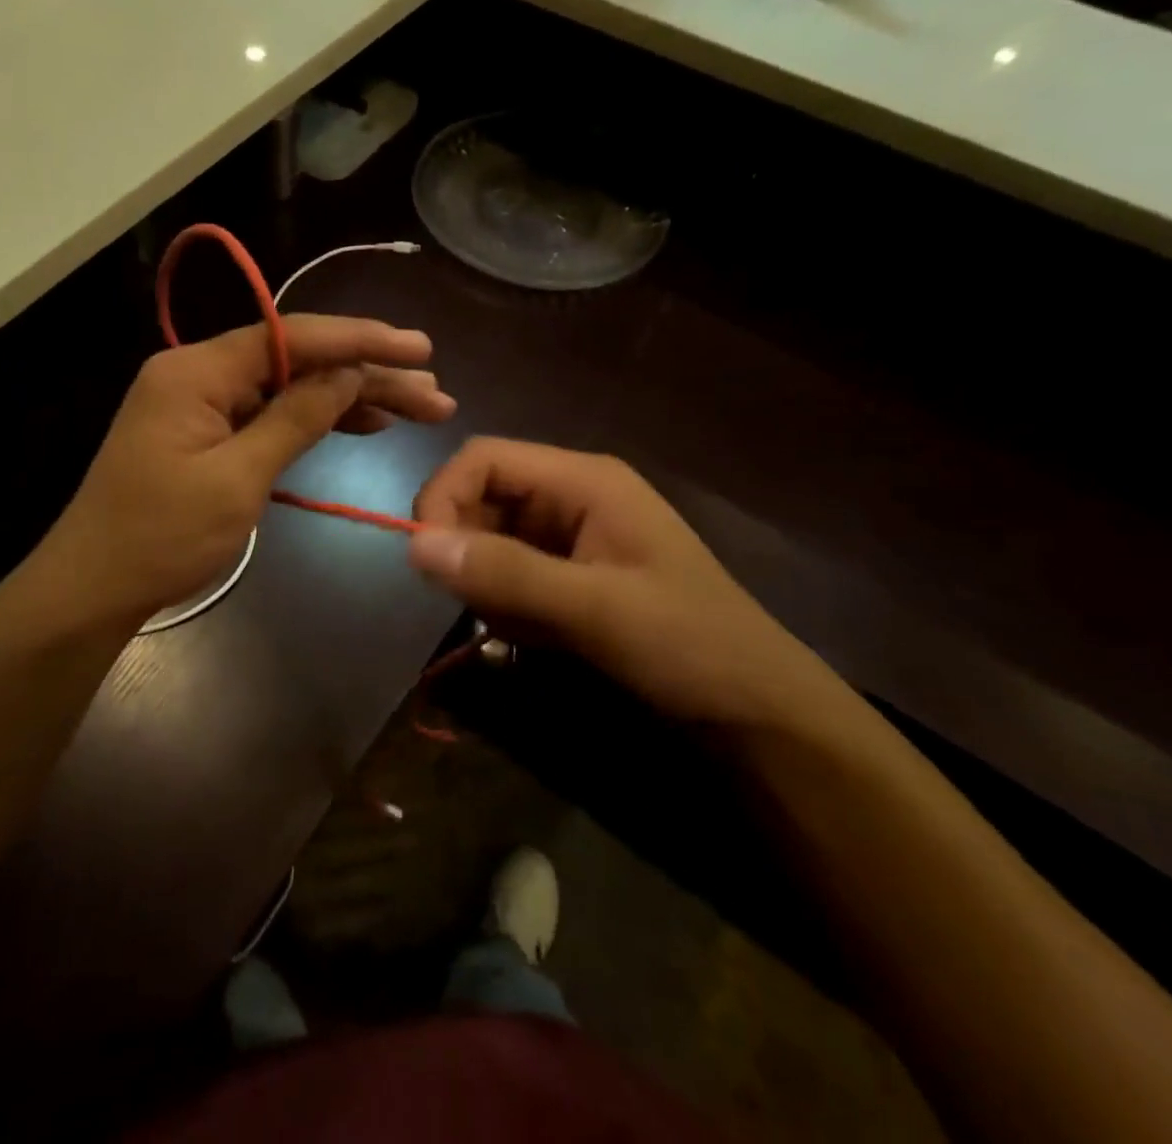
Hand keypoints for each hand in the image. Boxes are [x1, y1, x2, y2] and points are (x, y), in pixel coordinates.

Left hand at [50, 315, 454, 623]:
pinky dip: (312, 419)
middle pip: (296, 360)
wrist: (94, 589)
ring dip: (348, 397)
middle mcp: (198, 373)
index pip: (292, 336)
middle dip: (365, 373)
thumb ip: (295, 418)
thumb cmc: (161, 538)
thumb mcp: (237, 480)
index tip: (417, 348)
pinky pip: (268, 413)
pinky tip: (361, 424)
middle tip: (432, 391)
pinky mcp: (205, 433)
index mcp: (197, 371)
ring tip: (414, 408)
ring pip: (288, 386)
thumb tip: (348, 373)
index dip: (360, 340)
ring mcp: (200, 403)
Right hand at [408, 438, 846, 731]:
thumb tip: (413, 545)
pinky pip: (510, 574)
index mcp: (583, 480)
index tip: (425, 557)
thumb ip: (505, 573)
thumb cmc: (688, 645)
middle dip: (467, 549)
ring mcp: (570, 537)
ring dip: (489, 585)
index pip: (484, 459)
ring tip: (524, 628)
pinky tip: (538, 638)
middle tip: (481, 605)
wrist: (758, 712)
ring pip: (489, 540)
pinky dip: (507, 606)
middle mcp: (571, 496)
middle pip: (482, 497)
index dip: (444, 496)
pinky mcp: (569, 575)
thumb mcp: (595, 609)